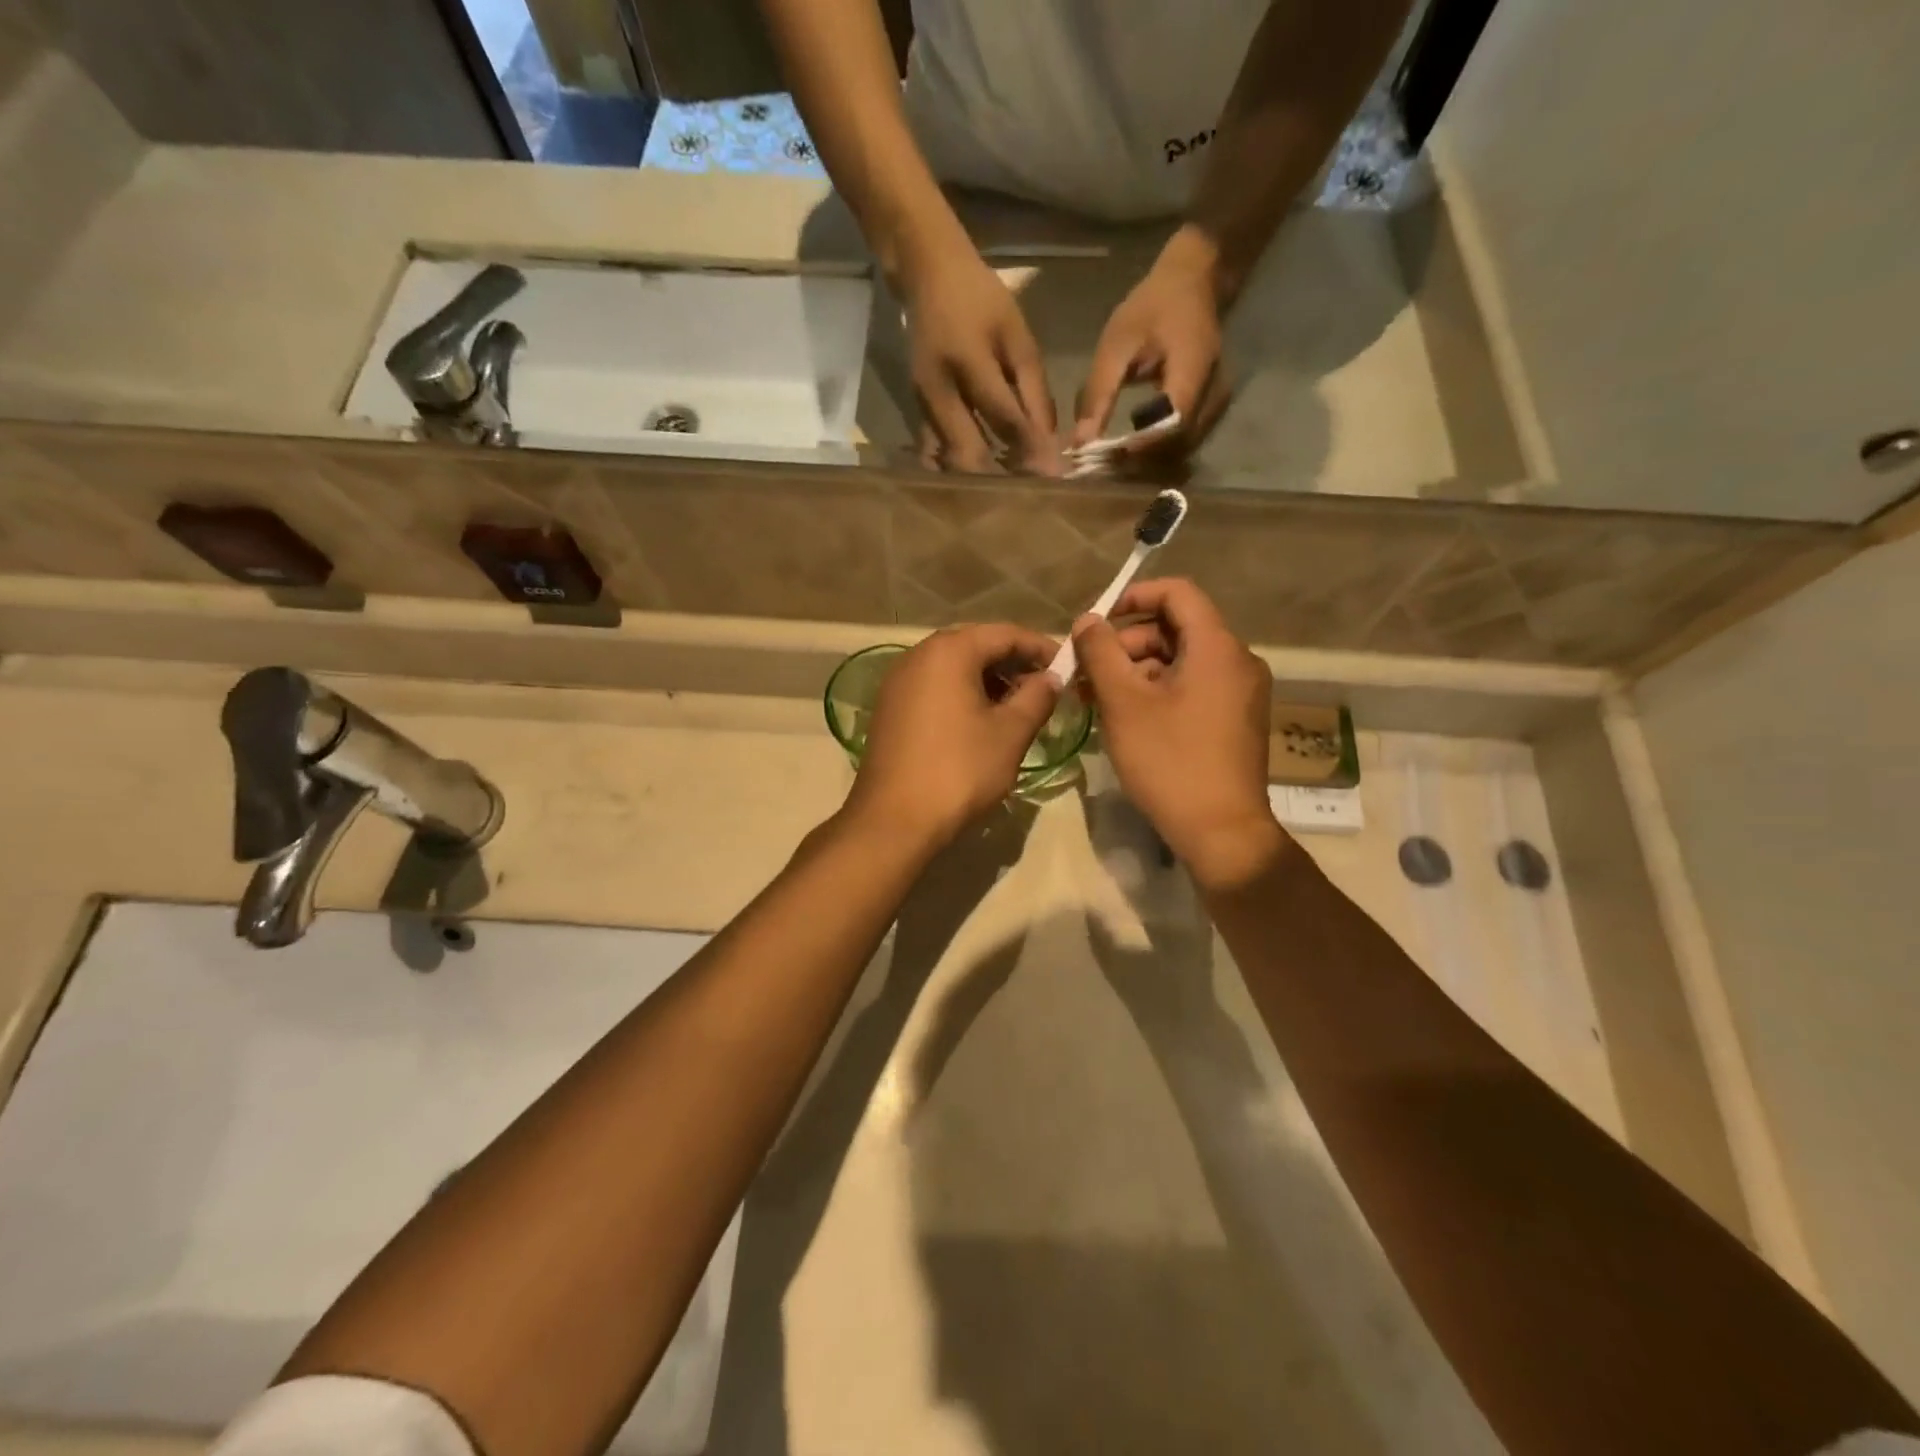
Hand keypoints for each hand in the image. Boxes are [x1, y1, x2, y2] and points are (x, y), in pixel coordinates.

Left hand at [843, 624, 1060, 855]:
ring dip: (989, 680)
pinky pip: (934, 687)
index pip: (1005, 633)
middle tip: (1044, 690)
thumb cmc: (959, 771)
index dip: (1041, 648)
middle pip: (976, 645)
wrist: (893, 820)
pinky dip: (962, 694)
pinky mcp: (890, 707)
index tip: (1067, 669)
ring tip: (1017, 709)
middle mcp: (918, 655)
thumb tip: (1051, 677)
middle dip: (1014, 664)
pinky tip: (981, 722)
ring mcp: (898, 681)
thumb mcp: (1010, 733)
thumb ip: (1037, 697)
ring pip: (954, 667)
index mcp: (949, 651)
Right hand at [900, 240, 1058, 473]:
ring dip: (980, 480)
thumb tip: (1049, 442)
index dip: (1030, 449)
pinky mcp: (917, 413)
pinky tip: (980, 483)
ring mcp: (922, 405)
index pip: (1003, 417)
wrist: (927, 276)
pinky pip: (936, 453)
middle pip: (968, 452)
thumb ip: (1034, 389)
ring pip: (950, 460)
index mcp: (968, 360)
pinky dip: (958, 470)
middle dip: (1000, 479)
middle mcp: (939, 390)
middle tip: (1030, 496)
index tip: (1053, 476)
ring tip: (1010, 494)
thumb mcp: (1017, 335)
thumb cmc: (981, 299)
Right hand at [1071, 579, 1288, 889]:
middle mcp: (1237, 661)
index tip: (1098, 622)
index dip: (1135, 597)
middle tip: (1087, 672)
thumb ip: (1101, 653)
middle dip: (1126, 643)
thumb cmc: (1170, 761)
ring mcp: (1240, 693)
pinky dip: (1157, 691)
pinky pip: (1193, 687)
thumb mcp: (1124, 704)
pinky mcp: (1235, 720)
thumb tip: (1087, 620)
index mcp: (1217, 648)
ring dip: (1136, 671)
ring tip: (1096, 698)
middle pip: (1176, 629)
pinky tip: (1124, 716)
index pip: (1178, 593)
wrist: (1221, 831)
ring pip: (1181, 661)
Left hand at [1074, 226, 1232, 460]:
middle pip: (1178, 446)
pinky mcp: (1211, 410)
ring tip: (1113, 461)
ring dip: (1148, 461)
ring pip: (1183, 450)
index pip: (1170, 424)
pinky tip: (1131, 449)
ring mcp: (1218, 403)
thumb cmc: (1153, 306)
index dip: (1138, 448)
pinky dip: (1157, 452)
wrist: (1194, 282)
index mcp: (1194, 368)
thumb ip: (1099, 393)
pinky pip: (1185, 442)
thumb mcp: (1117, 342)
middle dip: (1140, 461)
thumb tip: (1080, 442)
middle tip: (1102, 465)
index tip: (1105, 457)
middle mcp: (1215, 392)